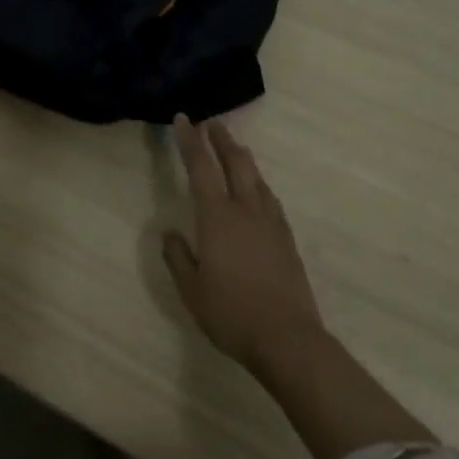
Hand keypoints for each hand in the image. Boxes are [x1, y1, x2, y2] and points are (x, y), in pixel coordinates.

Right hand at [162, 114, 326, 379]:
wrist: (288, 340)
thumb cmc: (232, 313)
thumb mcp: (191, 289)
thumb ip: (178, 257)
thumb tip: (170, 233)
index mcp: (217, 217)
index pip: (200, 167)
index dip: (190, 141)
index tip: (184, 119)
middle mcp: (245, 210)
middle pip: (236, 163)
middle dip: (222, 140)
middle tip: (213, 124)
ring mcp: (271, 224)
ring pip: (257, 178)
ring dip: (243, 158)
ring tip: (236, 149)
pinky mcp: (287, 241)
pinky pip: (270, 199)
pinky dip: (259, 185)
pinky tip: (259, 191)